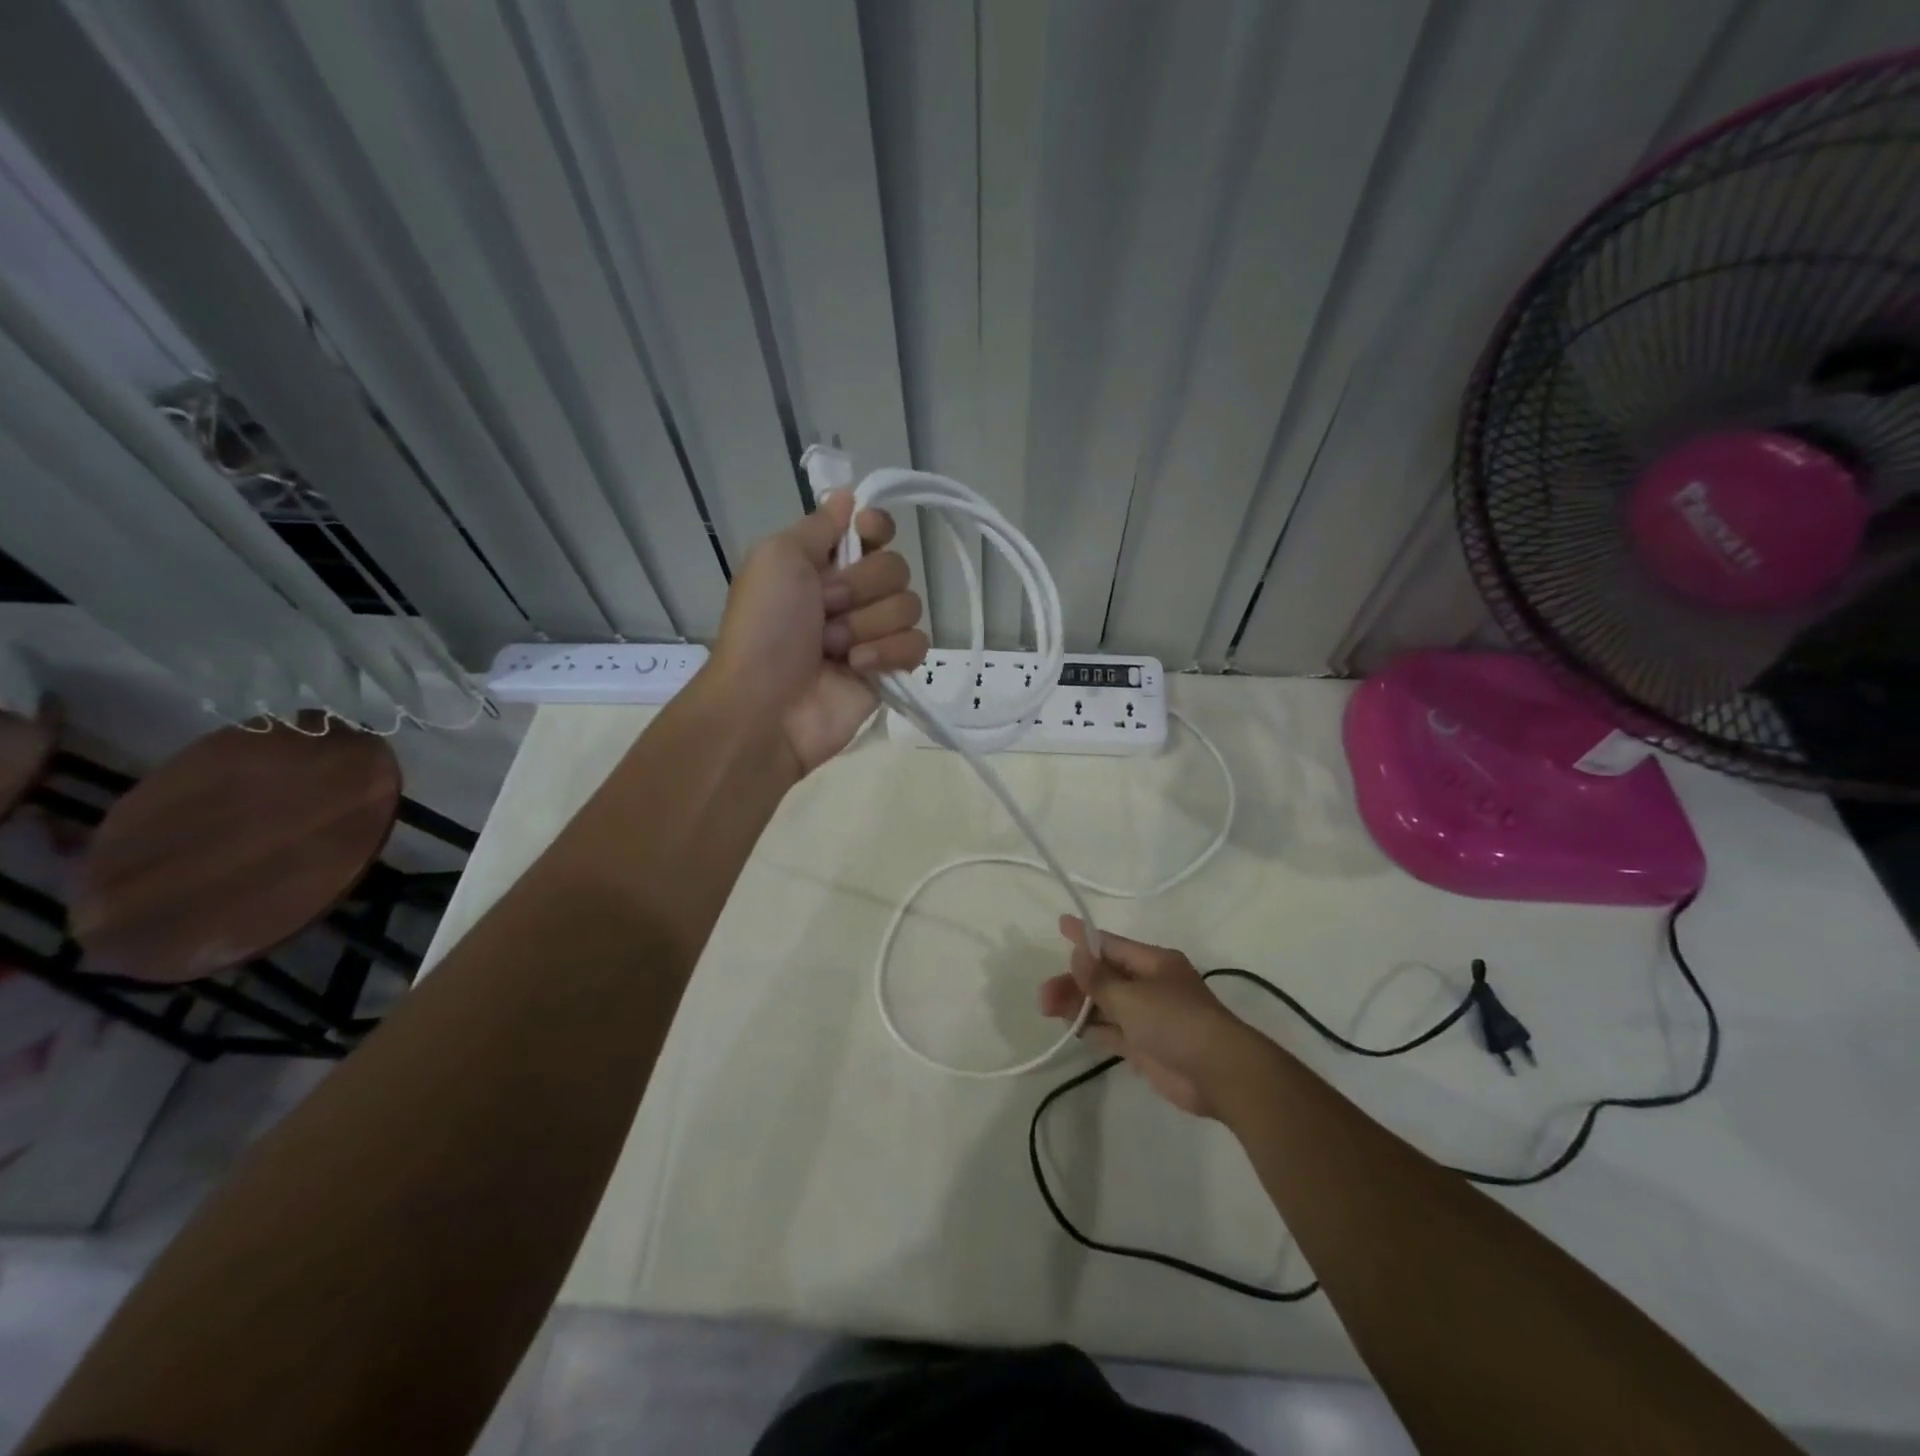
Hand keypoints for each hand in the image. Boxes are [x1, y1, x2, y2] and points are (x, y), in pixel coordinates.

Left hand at [711, 492, 927, 775]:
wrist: (766, 706)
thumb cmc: (765, 628)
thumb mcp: (777, 558)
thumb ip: (818, 525)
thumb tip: (848, 495)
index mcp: (822, 563)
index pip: (873, 530)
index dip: (876, 528)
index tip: (866, 533)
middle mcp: (851, 594)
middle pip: (896, 567)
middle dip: (861, 588)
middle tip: (826, 609)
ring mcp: (872, 633)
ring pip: (909, 606)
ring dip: (868, 625)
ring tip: (833, 649)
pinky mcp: (890, 670)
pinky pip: (917, 644)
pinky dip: (887, 653)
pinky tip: (857, 668)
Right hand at [1038, 917, 1255, 1117]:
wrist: (1217, 1073)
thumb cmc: (1175, 1020)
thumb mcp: (1131, 996)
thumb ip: (1099, 979)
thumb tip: (1078, 955)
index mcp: (1153, 963)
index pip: (1112, 944)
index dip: (1085, 937)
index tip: (1061, 924)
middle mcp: (1150, 986)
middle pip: (1104, 977)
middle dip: (1074, 982)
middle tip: (1044, 995)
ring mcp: (1148, 1017)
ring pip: (1105, 1005)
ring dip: (1078, 1005)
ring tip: (1047, 1008)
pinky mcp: (1145, 1047)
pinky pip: (1112, 1031)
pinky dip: (1093, 1028)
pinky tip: (1071, 1028)